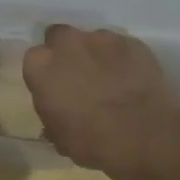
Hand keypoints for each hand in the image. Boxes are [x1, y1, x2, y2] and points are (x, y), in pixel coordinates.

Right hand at [22, 25, 179, 179]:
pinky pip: (121, 47)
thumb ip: (51, 113)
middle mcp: (67, 43)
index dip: (46, 72)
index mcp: (40, 66)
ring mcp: (101, 38)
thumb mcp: (59, 137)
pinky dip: (122, 59)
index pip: (34, 58)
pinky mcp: (132, 41)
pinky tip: (132, 79)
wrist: (144, 137)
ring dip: (96, 54)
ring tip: (110, 79)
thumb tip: (57, 110)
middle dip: (67, 52)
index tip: (55, 87)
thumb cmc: (92, 142)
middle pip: (59, 37)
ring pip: (92, 40)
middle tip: (79, 76)